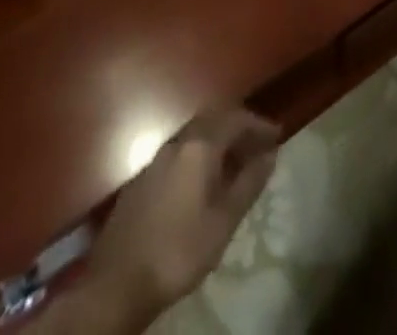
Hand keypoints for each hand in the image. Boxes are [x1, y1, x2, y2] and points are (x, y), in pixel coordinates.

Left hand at [78, 108, 279, 329]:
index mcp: (199, 146)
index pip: (235, 118)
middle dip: (239, 126)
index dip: (258, 124)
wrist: (119, 278)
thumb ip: (248, 184)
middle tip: (260, 144)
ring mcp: (158, 155)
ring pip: (196, 132)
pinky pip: (182, 148)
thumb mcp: (223, 222)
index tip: (277, 135)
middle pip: (214, 118)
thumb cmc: (180, 249)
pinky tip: (206, 176)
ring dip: (220, 137)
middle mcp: (178, 140)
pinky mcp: (146, 174)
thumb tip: (270, 154)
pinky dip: (201, 151)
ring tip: (238, 160)